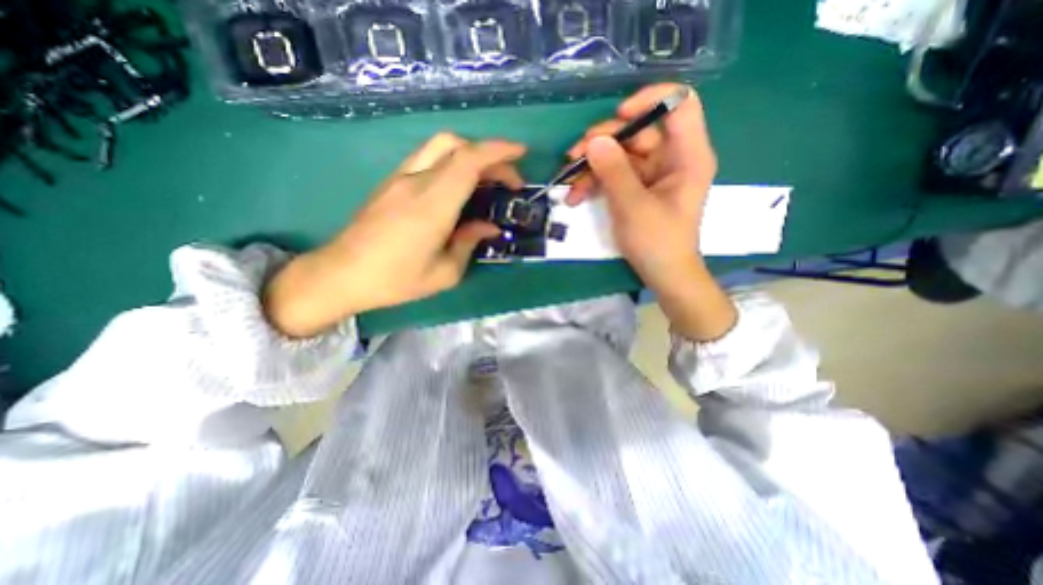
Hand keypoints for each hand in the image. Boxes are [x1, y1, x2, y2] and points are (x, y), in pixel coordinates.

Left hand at [260, 130, 521, 336]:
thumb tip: (489, 227)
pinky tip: (459, 187)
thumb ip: (469, 243)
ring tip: (487, 180)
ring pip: (439, 147)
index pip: (467, 161)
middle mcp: (415, 183)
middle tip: (507, 179)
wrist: (341, 275)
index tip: (521, 154)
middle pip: (455, 145)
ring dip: (469, 155)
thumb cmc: (396, 280)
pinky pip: (427, 159)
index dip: (498, 151)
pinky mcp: (391, 183)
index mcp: (432, 206)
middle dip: (489, 154)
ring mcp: (400, 179)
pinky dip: (452, 162)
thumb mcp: (444, 273)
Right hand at [566, 83, 735, 339]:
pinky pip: (614, 174)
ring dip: (592, 165)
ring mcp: (652, 173)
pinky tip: (576, 196)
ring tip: (569, 183)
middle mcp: (672, 158)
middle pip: (639, 130)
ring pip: (620, 153)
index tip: (619, 116)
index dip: (651, 100)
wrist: (663, 274)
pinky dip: (595, 182)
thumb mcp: (633, 207)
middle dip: (604, 141)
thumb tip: (594, 141)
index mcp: (688, 155)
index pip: (680, 104)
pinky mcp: (637, 187)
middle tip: (574, 154)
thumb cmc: (657, 242)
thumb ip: (614, 172)